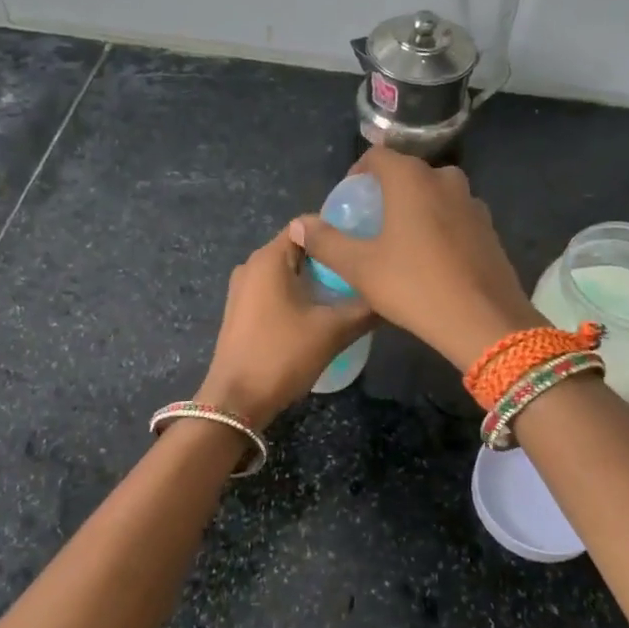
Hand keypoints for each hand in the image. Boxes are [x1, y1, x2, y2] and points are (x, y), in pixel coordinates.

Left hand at [196, 224, 375, 424]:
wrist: (236, 402)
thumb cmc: (282, 355)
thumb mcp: (332, 331)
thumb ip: (366, 308)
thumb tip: (392, 296)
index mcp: (269, 258)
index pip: (308, 225)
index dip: (339, 231)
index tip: (366, 245)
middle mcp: (252, 265)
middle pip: (300, 248)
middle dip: (331, 259)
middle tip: (365, 273)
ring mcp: (243, 289)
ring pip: (289, 271)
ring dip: (317, 280)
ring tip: (350, 294)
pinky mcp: (242, 311)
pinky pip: (277, 290)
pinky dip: (300, 295)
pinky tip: (322, 314)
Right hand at [292, 148, 543, 372]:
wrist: (484, 322)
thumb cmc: (414, 286)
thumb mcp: (360, 267)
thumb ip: (326, 241)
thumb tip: (299, 224)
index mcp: (412, 179)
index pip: (378, 156)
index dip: (358, 173)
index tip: (348, 200)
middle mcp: (446, 180)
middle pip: (409, 174)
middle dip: (388, 191)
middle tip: (371, 222)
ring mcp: (473, 204)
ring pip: (435, 195)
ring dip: (416, 208)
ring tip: (400, 241)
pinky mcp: (490, 229)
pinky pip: (456, 217)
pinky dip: (440, 226)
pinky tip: (431, 259)